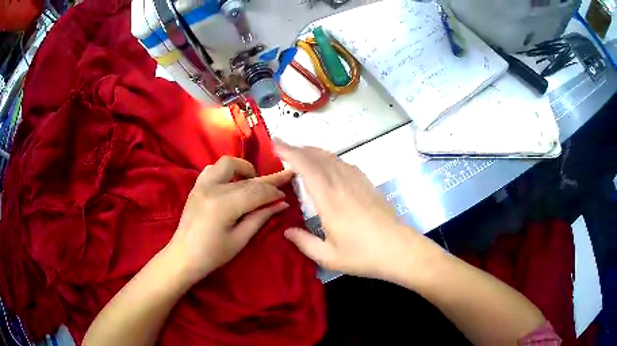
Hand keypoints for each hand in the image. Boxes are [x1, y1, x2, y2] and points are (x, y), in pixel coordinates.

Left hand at [167, 156, 292, 283]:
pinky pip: (213, 169)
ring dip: (244, 169)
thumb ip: (260, 218)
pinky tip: (232, 183)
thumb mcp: (240, 239)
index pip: (256, 192)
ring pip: (227, 163)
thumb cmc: (212, 254)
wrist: (183, 256)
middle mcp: (212, 188)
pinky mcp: (196, 186)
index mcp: (224, 205)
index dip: (274, 193)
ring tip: (253, 181)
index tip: (285, 197)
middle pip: (246, 178)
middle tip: (283, 179)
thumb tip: (281, 204)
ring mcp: (202, 184)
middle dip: (267, 180)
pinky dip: (227, 172)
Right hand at [275, 140, 422, 280]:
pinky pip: (346, 164)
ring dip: (314, 152)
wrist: (399, 249)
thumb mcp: (328, 257)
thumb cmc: (363, 255)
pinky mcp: (368, 184)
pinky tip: (329, 166)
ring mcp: (358, 182)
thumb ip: (304, 243)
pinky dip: (331, 159)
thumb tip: (287, 231)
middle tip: (284, 149)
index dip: (290, 151)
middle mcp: (343, 184)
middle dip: (299, 149)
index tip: (276, 142)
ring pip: (333, 158)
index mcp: (329, 200)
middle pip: (318, 157)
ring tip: (302, 154)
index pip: (306, 167)